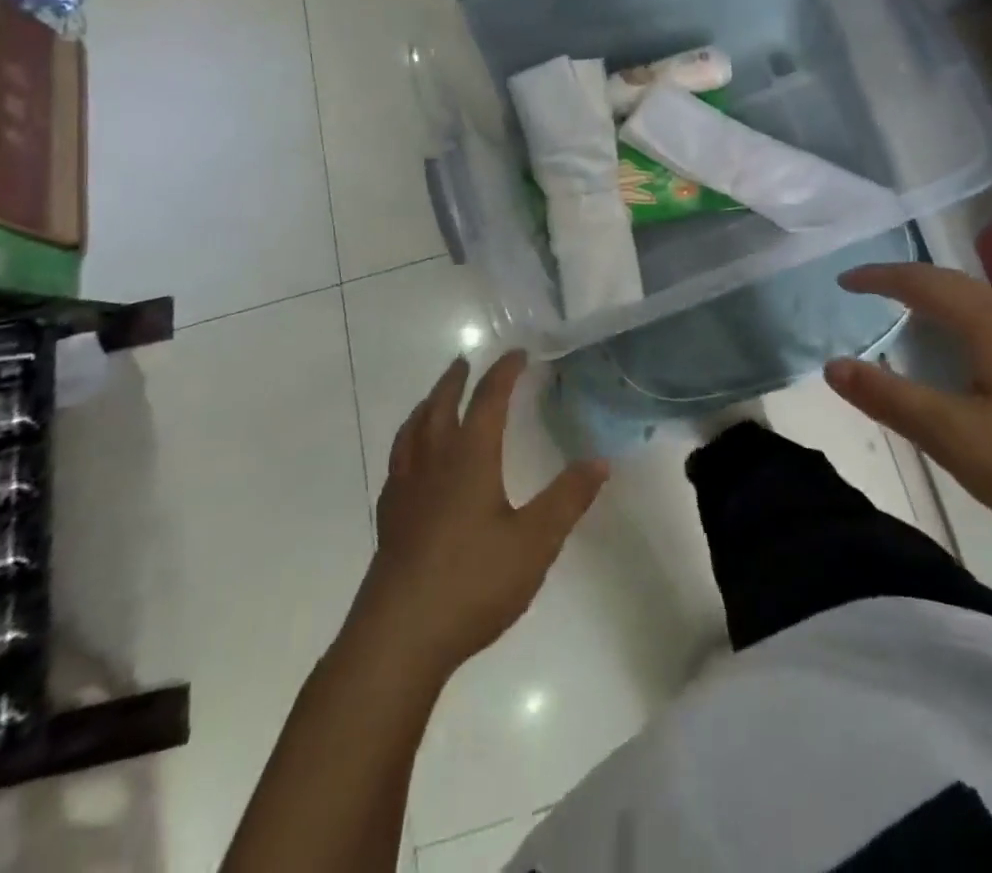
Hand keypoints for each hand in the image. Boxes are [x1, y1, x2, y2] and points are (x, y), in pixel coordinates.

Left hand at [359, 351, 607, 677]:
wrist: (398, 639)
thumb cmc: (472, 582)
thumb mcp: (535, 542)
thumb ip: (568, 498)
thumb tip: (601, 460)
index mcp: (469, 459)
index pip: (488, 400)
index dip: (504, 373)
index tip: (518, 353)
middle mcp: (433, 464)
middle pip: (440, 407)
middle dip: (456, 382)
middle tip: (465, 363)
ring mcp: (405, 492)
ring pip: (412, 433)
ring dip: (425, 407)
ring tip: (432, 400)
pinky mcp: (389, 521)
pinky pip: (397, 464)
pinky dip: (407, 445)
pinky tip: (410, 464)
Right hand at [825, 264, 991, 563]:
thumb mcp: (956, 438)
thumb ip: (891, 399)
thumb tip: (833, 366)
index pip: (924, 283)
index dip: (880, 277)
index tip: (844, 281)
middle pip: (956, 285)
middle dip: (908, 283)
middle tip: (870, 293)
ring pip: (985, 305)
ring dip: (941, 303)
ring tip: (913, 321)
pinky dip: (969, 325)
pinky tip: (973, 361)